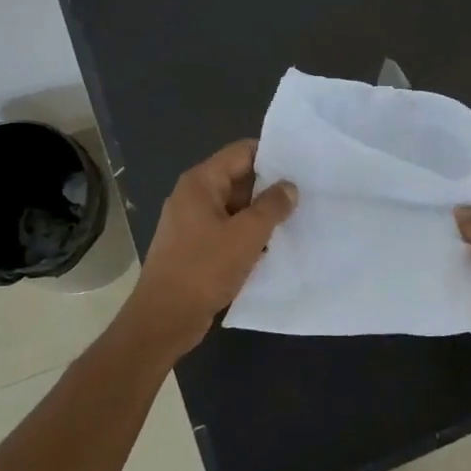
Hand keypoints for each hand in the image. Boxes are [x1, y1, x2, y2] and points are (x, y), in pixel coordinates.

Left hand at [121, 140, 296, 357]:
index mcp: (201, 183)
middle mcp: (194, 196)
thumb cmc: (203, 269)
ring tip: (297, 218)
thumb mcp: (246, 235)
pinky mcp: (196, 247)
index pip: (241, 152)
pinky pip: (228, 230)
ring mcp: (192, 223)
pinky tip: (274, 245)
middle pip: (239, 178)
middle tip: (306, 193)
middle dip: (270, 186)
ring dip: (261, 214)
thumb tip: (289, 187)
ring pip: (236, 207)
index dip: (272, 155)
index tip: (302, 165)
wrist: (164, 319)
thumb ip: (271, 206)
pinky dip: (249, 234)